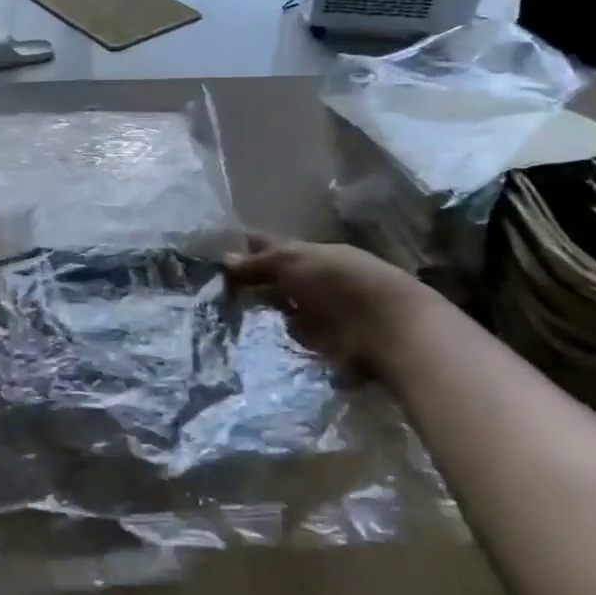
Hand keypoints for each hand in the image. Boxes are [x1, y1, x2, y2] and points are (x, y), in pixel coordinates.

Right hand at [222, 233, 442, 375]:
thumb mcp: (290, 262)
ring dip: (258, 318)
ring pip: (280, 313)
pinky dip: (276, 343)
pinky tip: (251, 346)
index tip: (212, 258)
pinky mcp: (324, 346)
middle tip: (209, 295)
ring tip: (223, 324)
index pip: (268, 247)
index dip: (243, 250)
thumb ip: (256, 263)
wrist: (386, 327)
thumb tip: (223, 258)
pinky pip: (292, 342)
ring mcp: (318, 315)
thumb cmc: (337, 281)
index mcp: (306, 254)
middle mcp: (311, 281)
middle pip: (273, 282)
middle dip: (246, 287)